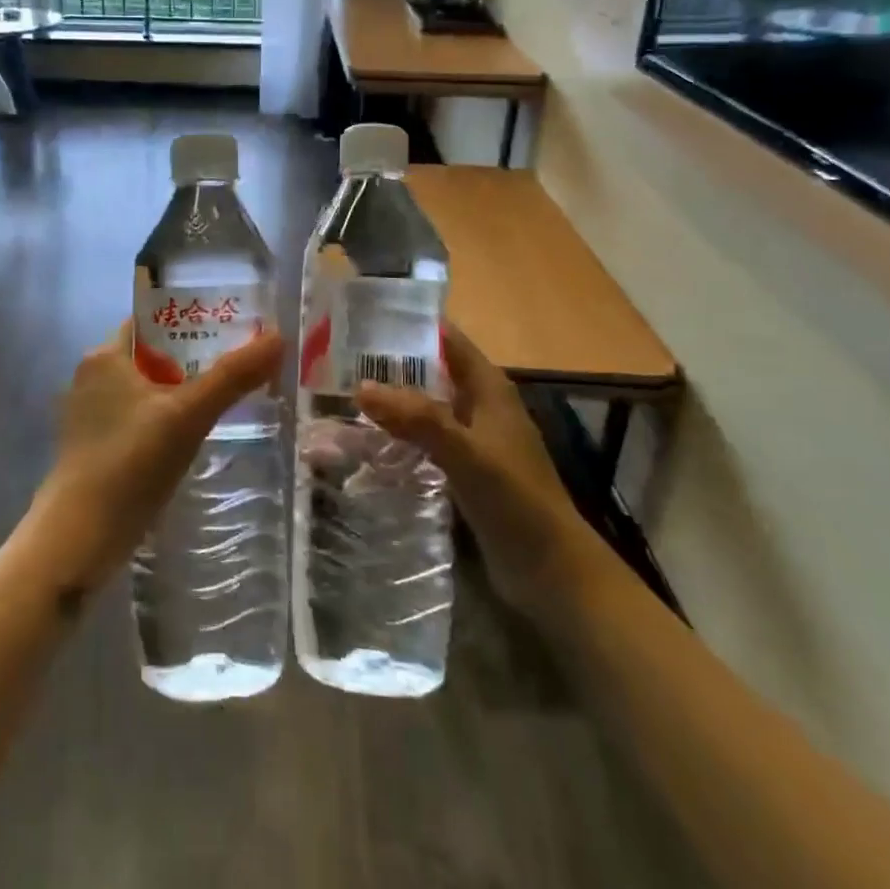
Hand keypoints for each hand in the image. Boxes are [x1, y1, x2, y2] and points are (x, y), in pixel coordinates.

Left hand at [30, 320, 284, 592]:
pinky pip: (139, 419)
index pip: (152, 320)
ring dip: (182, 391)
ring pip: (147, 390)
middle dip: (194, 358)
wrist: (77, 542)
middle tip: (241, 363)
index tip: (232, 326)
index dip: (191, 318)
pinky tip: (194, 436)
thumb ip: (233, 376)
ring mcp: (91, 415)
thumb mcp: (188, 415)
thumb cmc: (129, 463)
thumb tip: (278, 337)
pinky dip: (166, 420)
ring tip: (228, 397)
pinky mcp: (96, 448)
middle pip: (153, 355)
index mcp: (104, 355)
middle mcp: (92, 377)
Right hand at [356, 326, 602, 624]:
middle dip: (390, 364)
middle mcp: (480, 405)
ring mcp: (473, 438)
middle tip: (338, 359)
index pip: (446, 338)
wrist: (551, 570)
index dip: (410, 324)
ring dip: (392, 400)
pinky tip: (368, 441)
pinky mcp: (464, 469)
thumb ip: (417, 418)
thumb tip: (361, 387)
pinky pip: (425, 439)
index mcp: (488, 387)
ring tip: (342, 395)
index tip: (362, 318)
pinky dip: (399, 434)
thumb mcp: (466, 452)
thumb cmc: (515, 499)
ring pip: (425, 406)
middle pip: (431, 370)